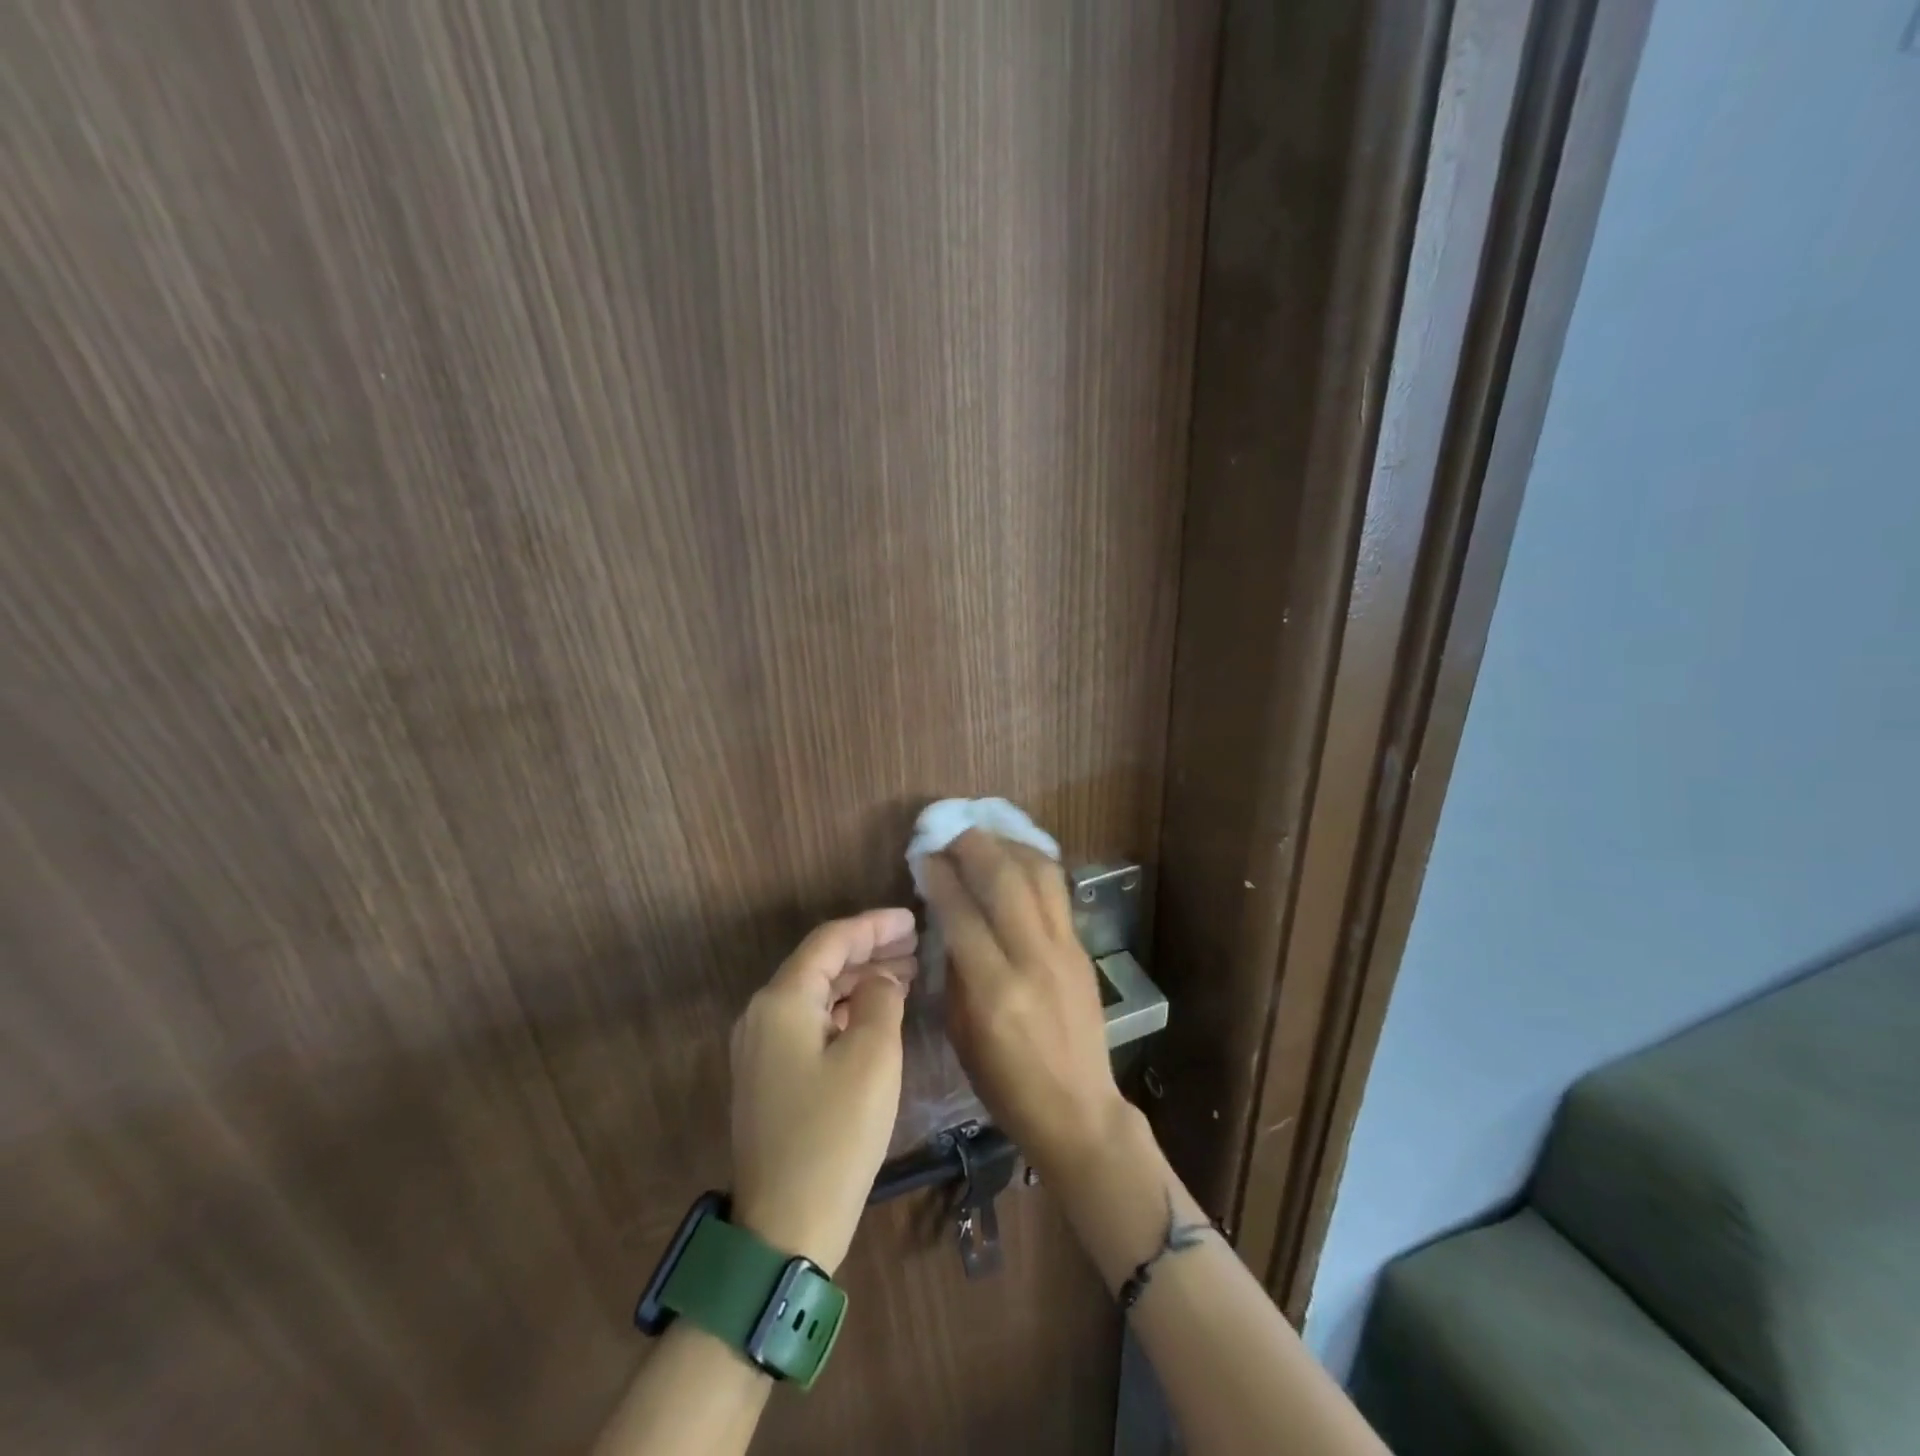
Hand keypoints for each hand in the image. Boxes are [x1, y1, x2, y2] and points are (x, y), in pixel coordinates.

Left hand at [729, 909, 916, 1274]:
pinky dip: (846, 1010)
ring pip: (817, 994)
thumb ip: (882, 1000)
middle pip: (821, 964)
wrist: (783, 1230)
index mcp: (782, 1001)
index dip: (874, 925)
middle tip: (916, 944)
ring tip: (907, 972)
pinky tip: (878, 1012)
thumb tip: (881, 978)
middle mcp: (763, 1015)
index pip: (830, 941)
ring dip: (860, 980)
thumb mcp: (873, 1057)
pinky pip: (811, 1022)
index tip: (913, 918)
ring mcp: (762, 1048)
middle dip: (870, 950)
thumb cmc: (835, 1135)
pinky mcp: (770, 1076)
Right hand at [921, 831, 1128, 1178]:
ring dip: (1009, 846)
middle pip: (1005, 880)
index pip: (962, 912)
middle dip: (974, 845)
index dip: (940, 875)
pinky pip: (1057, 893)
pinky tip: (1016, 858)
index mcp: (994, 991)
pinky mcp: (1083, 950)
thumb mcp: (961, 1032)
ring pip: (1040, 875)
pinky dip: (1034, 866)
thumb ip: (954, 969)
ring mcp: (1065, 950)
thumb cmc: (1005, 1084)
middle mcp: (1033, 960)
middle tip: (951, 830)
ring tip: (985, 834)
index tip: (925, 854)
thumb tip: (946, 916)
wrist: (1079, 1112)